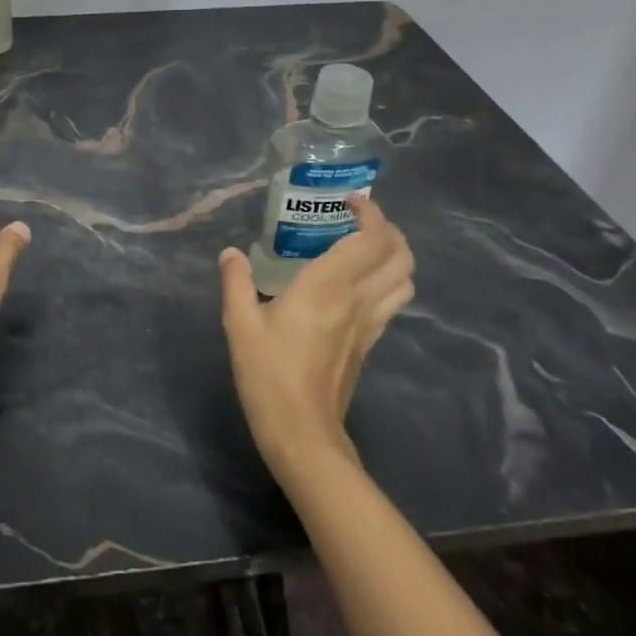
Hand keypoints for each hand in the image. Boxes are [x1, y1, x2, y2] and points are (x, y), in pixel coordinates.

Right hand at [218, 195, 414, 477]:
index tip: (350, 201)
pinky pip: (392, 302)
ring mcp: (369, 324)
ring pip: (405, 280)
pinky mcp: (370, 344)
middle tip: (360, 220)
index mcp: (327, 287)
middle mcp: (357, 300)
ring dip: (395, 256)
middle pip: (400, 256)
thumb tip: (231, 253)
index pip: (369, 240)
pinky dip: (387, 281)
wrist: (302, 433)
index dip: (370, 214)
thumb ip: (236, 282)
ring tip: (365, 247)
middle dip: (389, 230)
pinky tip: (359, 284)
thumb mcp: (240, 324)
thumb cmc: (268, 375)